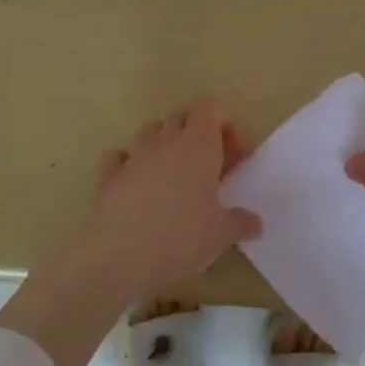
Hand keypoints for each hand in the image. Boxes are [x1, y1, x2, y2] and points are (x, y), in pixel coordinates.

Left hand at [71, 98, 261, 302]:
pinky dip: (129, 164)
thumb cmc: (181, 238)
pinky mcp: (108, 175)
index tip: (232, 157)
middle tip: (208, 168)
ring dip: (164, 145)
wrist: (119, 258)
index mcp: (198, 144)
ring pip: (150, 131)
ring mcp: (133, 156)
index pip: (210, 107)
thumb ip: (241, 223)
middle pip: (181, 116)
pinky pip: (119, 157)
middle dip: (196, 133)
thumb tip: (256, 224)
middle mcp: (165, 141)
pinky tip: (137, 187)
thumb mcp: (221, 235)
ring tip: (174, 178)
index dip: (224, 125)